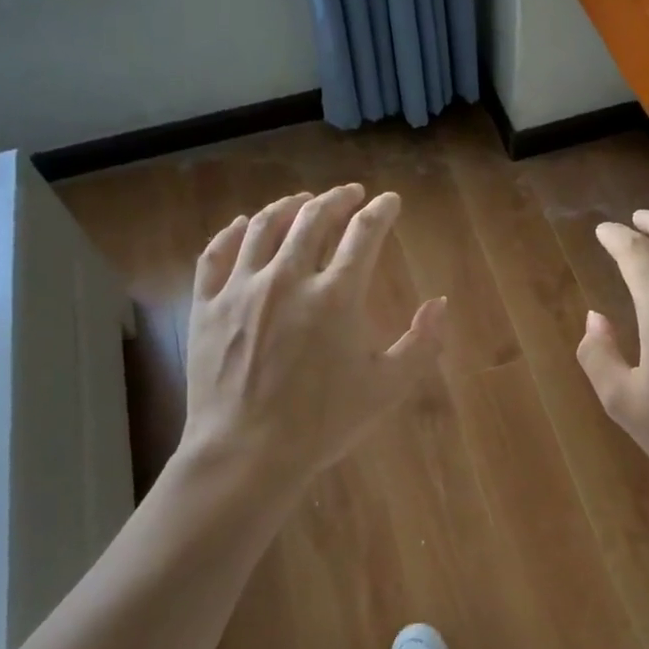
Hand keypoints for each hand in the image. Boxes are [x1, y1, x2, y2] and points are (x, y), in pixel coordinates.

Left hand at [181, 184, 447, 490]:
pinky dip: (234, 231)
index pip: (364, 234)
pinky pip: (217, 253)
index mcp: (336, 295)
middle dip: (337, 199)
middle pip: (314, 218)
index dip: (381, 212)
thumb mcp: (387, 387)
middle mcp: (288, 278)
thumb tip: (441, 304)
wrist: (246, 454)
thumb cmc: (322, 423)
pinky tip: (246, 224)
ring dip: (289, 206)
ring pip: (265, 226)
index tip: (389, 202)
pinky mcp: (207, 305)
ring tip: (302, 201)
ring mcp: (241, 288)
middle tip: (350, 194)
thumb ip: (422, 343)